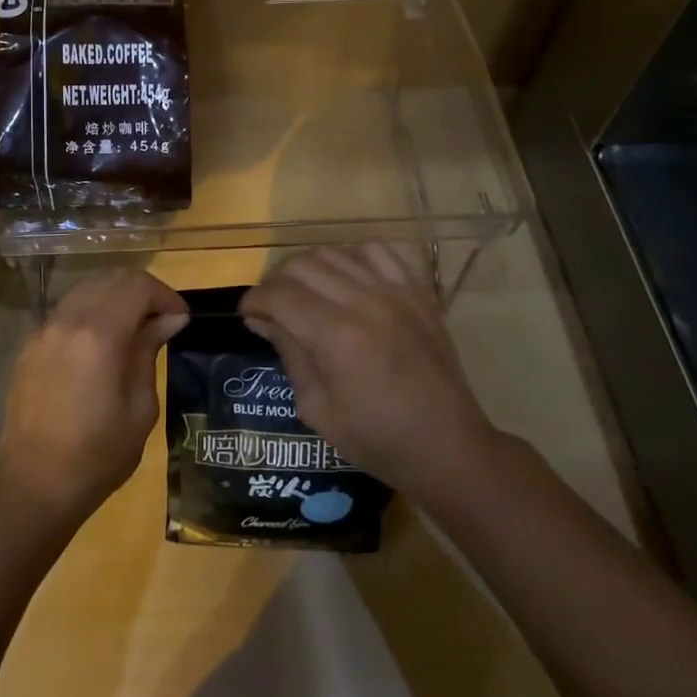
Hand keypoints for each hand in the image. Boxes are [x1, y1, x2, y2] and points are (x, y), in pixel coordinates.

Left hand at [0, 270, 189, 531]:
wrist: (34, 485)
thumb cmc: (97, 455)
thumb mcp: (140, 408)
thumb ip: (149, 352)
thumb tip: (167, 320)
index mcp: (99, 335)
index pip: (137, 286)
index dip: (165, 296)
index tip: (181, 319)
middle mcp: (67, 320)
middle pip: (111, 279)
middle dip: (143, 292)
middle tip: (163, 321)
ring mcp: (44, 330)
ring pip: (86, 289)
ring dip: (116, 298)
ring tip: (135, 329)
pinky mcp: (31, 344)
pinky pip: (67, 310)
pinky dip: (92, 311)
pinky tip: (103, 342)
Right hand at [240, 245, 497, 498]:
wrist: (448, 446)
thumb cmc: (377, 439)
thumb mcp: (317, 409)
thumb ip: (290, 355)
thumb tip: (262, 320)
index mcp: (337, 336)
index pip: (279, 295)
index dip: (254, 301)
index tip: (248, 315)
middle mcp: (364, 302)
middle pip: (302, 265)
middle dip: (276, 282)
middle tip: (273, 307)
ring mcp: (395, 291)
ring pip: (335, 251)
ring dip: (310, 267)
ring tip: (306, 292)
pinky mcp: (418, 291)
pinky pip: (379, 250)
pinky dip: (354, 256)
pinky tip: (348, 279)